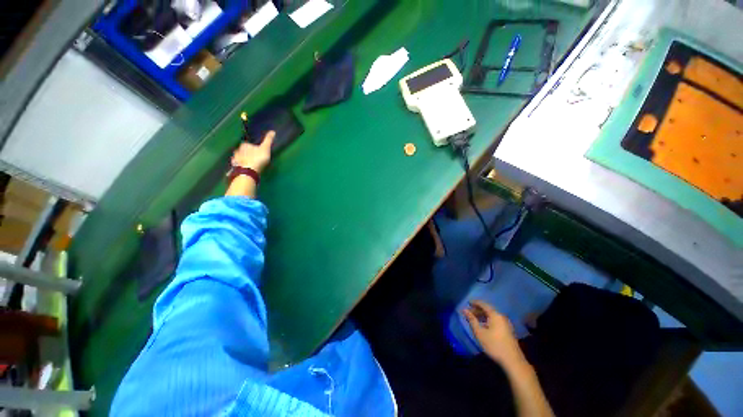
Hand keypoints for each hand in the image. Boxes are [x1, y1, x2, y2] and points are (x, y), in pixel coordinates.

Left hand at [231, 131, 274, 173]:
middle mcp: (238, 150)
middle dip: (247, 153)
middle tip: (254, 158)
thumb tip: (273, 131)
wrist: (249, 171)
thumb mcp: (265, 148)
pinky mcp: (235, 167)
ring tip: (249, 164)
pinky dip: (240, 166)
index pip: (248, 144)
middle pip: (242, 151)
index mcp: (245, 145)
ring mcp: (235, 159)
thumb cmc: (258, 158)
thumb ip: (268, 140)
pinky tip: (244, 169)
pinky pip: (237, 165)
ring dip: (243, 159)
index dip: (252, 148)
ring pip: (239, 157)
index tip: (257, 152)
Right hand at [464, 301, 525, 366]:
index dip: (475, 302)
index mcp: (495, 315)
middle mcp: (501, 317)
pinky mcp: (508, 330)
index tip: (467, 303)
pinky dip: (488, 320)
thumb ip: (472, 320)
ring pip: (492, 316)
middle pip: (488, 309)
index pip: (483, 304)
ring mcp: (506, 324)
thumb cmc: (494, 345)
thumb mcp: (480, 333)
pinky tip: (483, 326)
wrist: (513, 361)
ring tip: (474, 319)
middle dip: (478, 310)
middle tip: (469, 312)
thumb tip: (464, 310)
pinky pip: (495, 321)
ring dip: (482, 316)